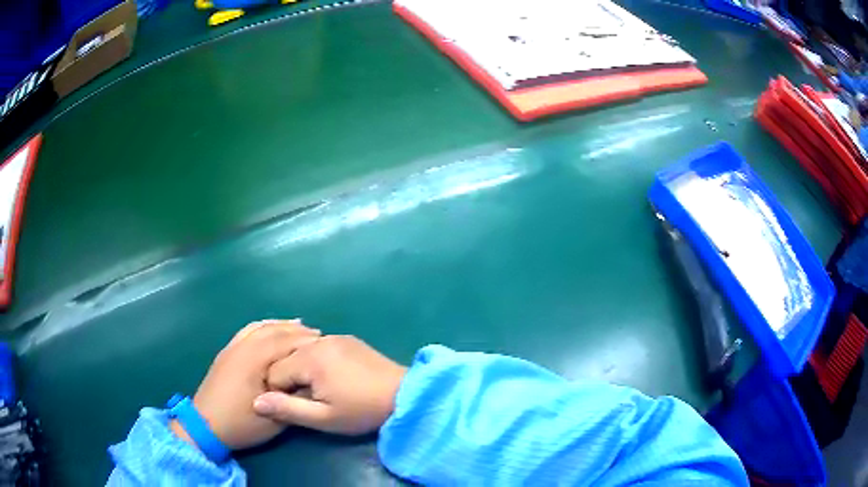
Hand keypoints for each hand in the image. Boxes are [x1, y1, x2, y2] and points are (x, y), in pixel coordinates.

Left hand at [171, 320, 320, 449]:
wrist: (206, 425)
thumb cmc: (241, 423)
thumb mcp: (273, 419)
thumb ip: (292, 399)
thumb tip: (308, 383)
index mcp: (254, 360)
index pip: (285, 342)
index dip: (307, 341)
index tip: (327, 344)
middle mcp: (243, 347)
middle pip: (273, 330)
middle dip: (297, 331)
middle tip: (318, 335)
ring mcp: (233, 347)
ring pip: (260, 327)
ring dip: (280, 326)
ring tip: (299, 327)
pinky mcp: (227, 352)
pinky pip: (248, 331)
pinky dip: (263, 327)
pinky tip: (270, 330)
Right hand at [252, 335, 406, 434]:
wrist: (404, 395)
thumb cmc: (361, 411)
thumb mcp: (324, 418)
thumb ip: (287, 409)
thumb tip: (255, 402)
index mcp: (309, 358)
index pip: (274, 372)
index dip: (280, 392)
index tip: (298, 405)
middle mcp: (319, 341)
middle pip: (287, 357)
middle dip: (291, 379)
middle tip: (310, 399)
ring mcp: (336, 337)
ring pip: (302, 351)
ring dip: (303, 369)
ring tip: (321, 389)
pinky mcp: (348, 339)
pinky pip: (320, 347)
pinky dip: (317, 360)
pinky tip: (333, 377)